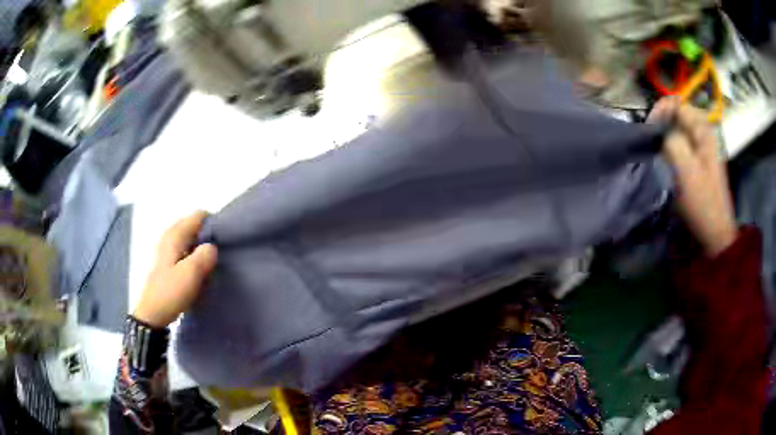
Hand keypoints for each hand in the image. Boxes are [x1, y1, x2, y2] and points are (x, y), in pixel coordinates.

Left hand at [133, 211, 217, 327]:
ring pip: (191, 240)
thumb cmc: (170, 292)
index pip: (199, 216)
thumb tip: (213, 247)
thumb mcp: (190, 274)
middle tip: (218, 256)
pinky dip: (195, 258)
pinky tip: (199, 273)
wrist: (152, 314)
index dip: (214, 224)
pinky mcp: (168, 261)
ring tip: (210, 267)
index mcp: (175, 234)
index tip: (224, 242)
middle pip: (195, 226)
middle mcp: (170, 236)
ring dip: (202, 250)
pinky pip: (186, 251)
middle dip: (208, 238)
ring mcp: (168, 248)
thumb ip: (204, 255)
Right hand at [649, 97, 736, 256]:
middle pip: (678, 114)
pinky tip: (667, 159)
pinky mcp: (699, 161)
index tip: (650, 129)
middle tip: (651, 140)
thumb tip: (659, 129)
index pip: (677, 103)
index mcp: (703, 131)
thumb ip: (672, 142)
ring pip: (679, 129)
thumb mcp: (686, 171)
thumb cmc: (702, 202)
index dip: (661, 110)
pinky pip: (682, 144)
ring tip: (656, 149)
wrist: (716, 233)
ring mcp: (703, 148)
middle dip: (662, 122)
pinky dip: (672, 146)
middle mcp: (704, 133)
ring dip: (666, 135)